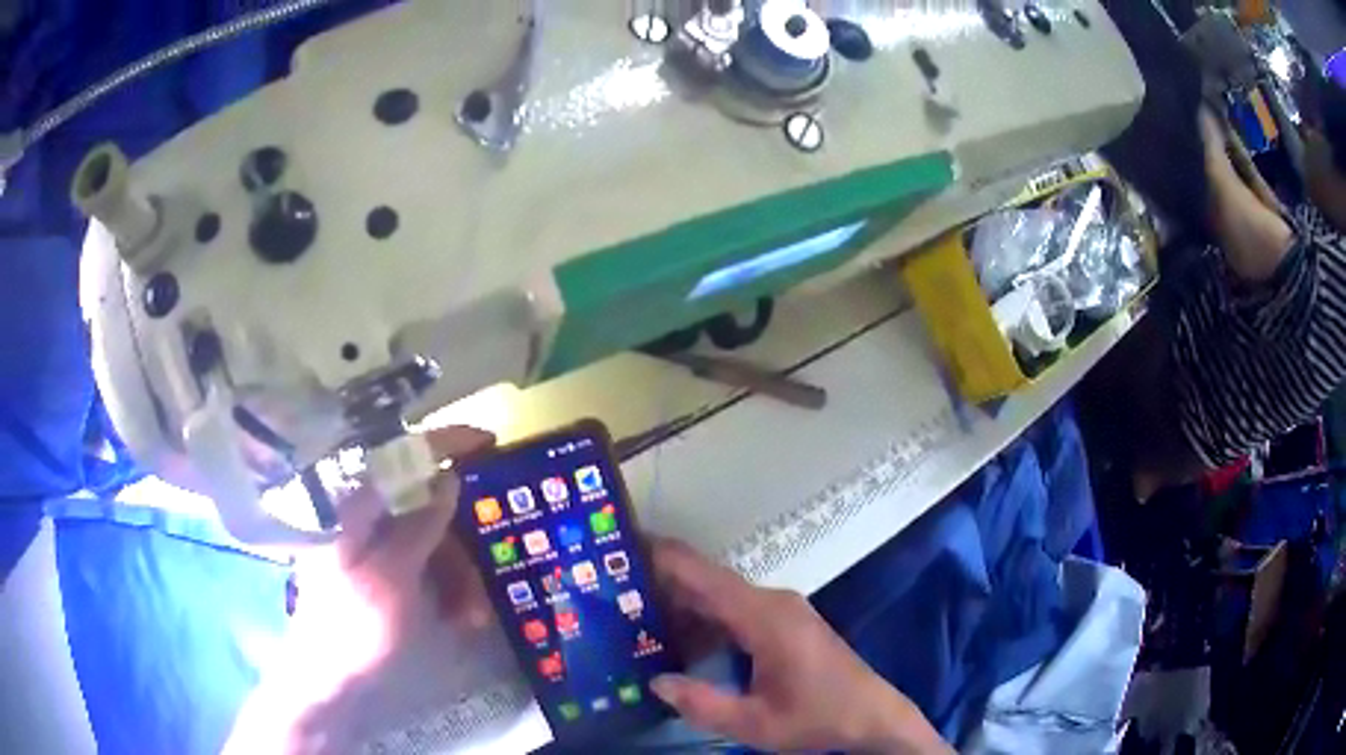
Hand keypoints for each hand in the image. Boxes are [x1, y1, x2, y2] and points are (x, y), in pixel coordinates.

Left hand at [224, 426, 494, 754]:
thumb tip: (447, 476)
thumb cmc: (355, 629)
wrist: (331, 681)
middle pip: (425, 507)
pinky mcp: (382, 569)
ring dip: (458, 576)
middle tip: (482, 585)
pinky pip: (424, 563)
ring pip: (431, 539)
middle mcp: (362, 517)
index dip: (443, 443)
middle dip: (461, 544)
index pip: (399, 456)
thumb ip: (418, 526)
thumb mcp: (393, 578)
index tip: (488, 441)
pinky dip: (446, 587)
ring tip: (471, 618)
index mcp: (353, 508)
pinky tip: (458, 618)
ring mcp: (372, 544)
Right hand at [648, 539, 950, 754]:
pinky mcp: (785, 623)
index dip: (662, 557)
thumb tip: (654, 682)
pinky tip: (678, 643)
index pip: (703, 576)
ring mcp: (781, 610)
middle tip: (611, 593)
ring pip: (719, 598)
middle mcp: (771, 602)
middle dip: (660, 584)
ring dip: (681, 607)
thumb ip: (702, 704)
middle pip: (707, 583)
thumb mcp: (755, 722)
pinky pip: (734, 612)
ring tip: (633, 619)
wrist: (871, 717)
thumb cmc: (818, 718)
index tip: (621, 547)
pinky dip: (704, 622)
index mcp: (764, 617)